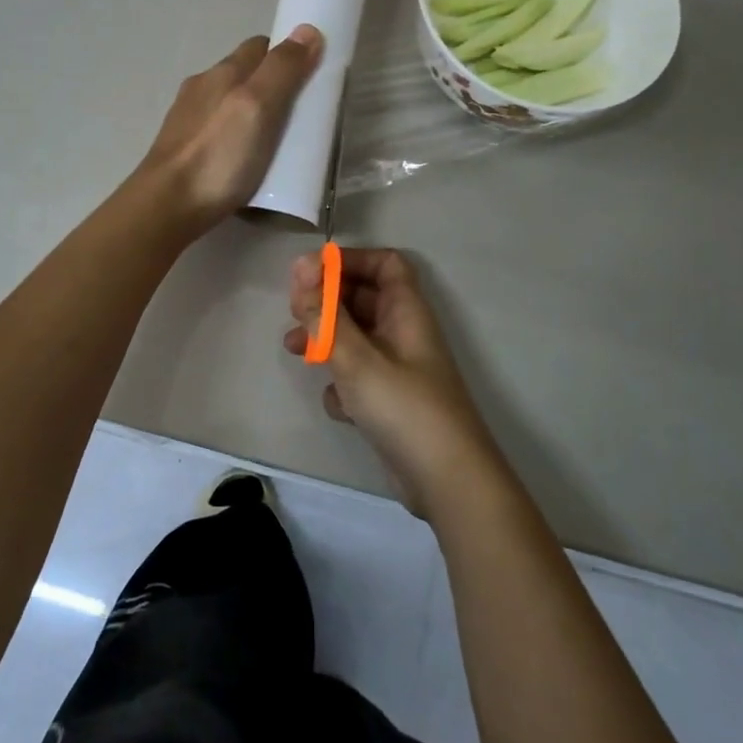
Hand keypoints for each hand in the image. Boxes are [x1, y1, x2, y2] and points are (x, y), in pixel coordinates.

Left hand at [138, 26, 323, 232]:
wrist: (167, 205)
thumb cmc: (218, 155)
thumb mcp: (258, 107)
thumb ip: (282, 70)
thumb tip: (307, 29)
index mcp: (222, 72)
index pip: (260, 47)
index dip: (286, 55)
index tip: (310, 75)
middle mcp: (202, 87)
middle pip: (243, 73)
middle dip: (271, 83)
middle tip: (299, 111)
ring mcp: (188, 118)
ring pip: (228, 102)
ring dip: (252, 110)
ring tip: (275, 138)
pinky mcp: (182, 147)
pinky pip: (218, 129)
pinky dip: (236, 133)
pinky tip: (244, 156)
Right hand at [284, 248, 505, 516]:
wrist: (447, 481)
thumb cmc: (404, 408)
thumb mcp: (356, 358)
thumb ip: (324, 314)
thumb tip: (300, 266)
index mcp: (406, 311)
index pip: (384, 263)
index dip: (349, 261)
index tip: (311, 274)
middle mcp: (404, 333)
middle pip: (364, 298)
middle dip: (327, 301)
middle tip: (296, 312)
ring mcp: (398, 368)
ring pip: (356, 338)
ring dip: (326, 339)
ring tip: (294, 349)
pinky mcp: (390, 401)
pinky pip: (359, 376)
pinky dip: (342, 384)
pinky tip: (338, 405)